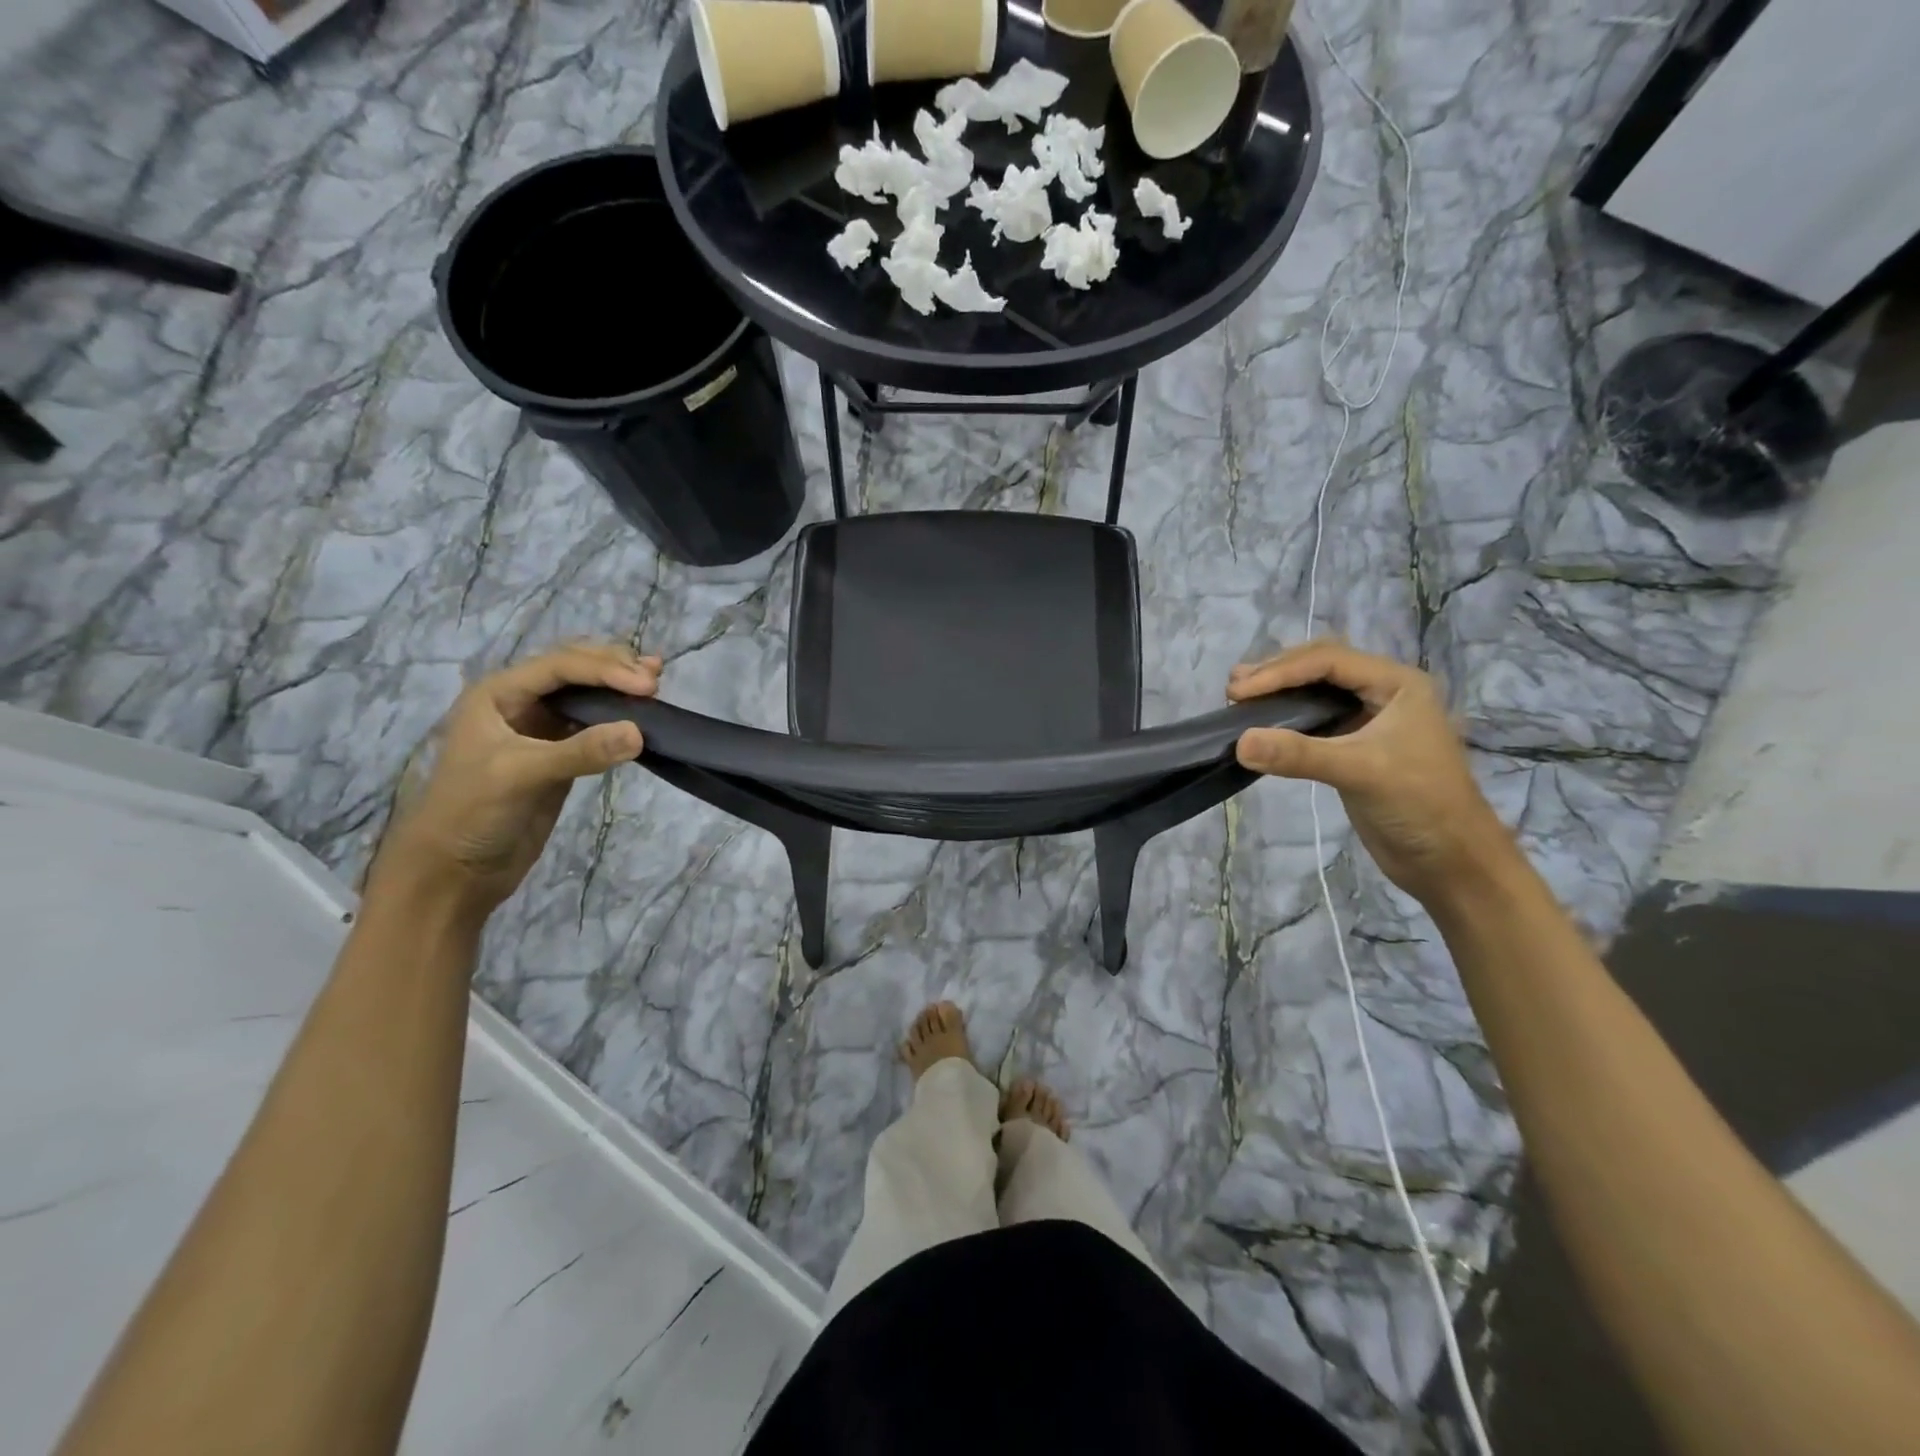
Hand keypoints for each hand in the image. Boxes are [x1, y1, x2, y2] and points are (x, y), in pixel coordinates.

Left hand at [373, 643, 659, 911]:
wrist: (456, 871)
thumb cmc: (472, 814)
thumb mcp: (521, 776)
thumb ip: (580, 751)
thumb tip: (639, 732)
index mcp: (499, 694)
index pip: (560, 666)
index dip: (606, 669)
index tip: (648, 685)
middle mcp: (520, 702)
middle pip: (575, 670)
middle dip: (615, 667)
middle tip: (654, 681)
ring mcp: (541, 728)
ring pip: (586, 694)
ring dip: (619, 686)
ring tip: (655, 682)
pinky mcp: (560, 755)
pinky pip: (594, 725)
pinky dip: (618, 716)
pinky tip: (641, 716)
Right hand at [1227, 640, 1517, 905]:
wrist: (1450, 861)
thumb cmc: (1419, 804)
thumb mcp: (1359, 772)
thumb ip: (1299, 754)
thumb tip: (1239, 742)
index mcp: (1397, 684)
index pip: (1328, 661)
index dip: (1279, 671)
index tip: (1238, 692)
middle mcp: (1384, 693)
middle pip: (1321, 667)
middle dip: (1277, 673)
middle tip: (1234, 688)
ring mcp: (1369, 720)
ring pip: (1316, 692)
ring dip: (1279, 693)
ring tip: (1240, 698)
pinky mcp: (1355, 748)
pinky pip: (1315, 720)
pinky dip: (1286, 719)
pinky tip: (1262, 726)